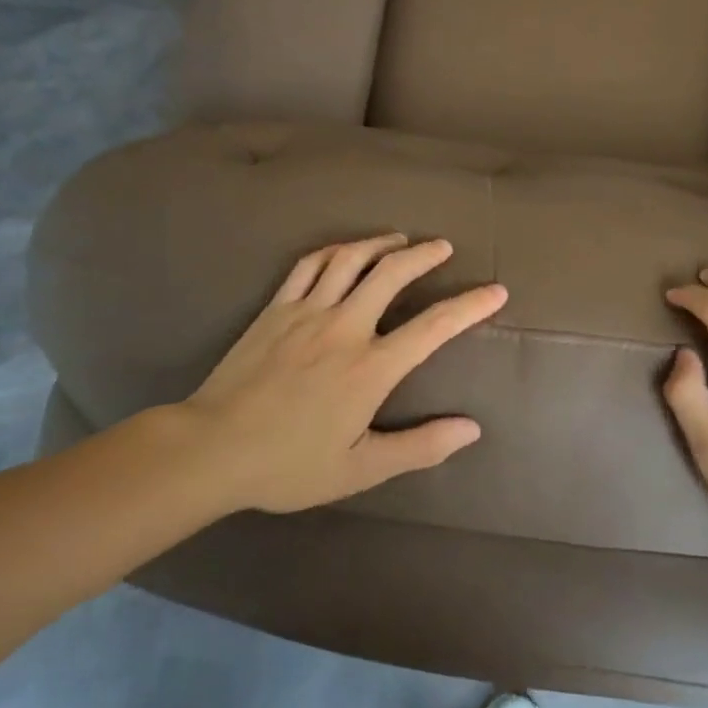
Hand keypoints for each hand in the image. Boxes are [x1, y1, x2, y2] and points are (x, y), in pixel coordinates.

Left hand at [181, 234, 505, 513]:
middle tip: (443, 246)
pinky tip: (344, 251)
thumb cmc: (288, 465)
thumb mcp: (359, 469)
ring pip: (351, 259)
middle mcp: (344, 328)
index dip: (469, 306)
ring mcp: (307, 312)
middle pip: (392, 273)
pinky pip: (308, 265)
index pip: (432, 328)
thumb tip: (471, 429)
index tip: (495, 291)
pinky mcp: (276, 308)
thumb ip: (418, 446)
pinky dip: (334, 250)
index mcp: (370, 368)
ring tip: (400, 239)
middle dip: (424, 254)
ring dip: (381, 243)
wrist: (212, 449)